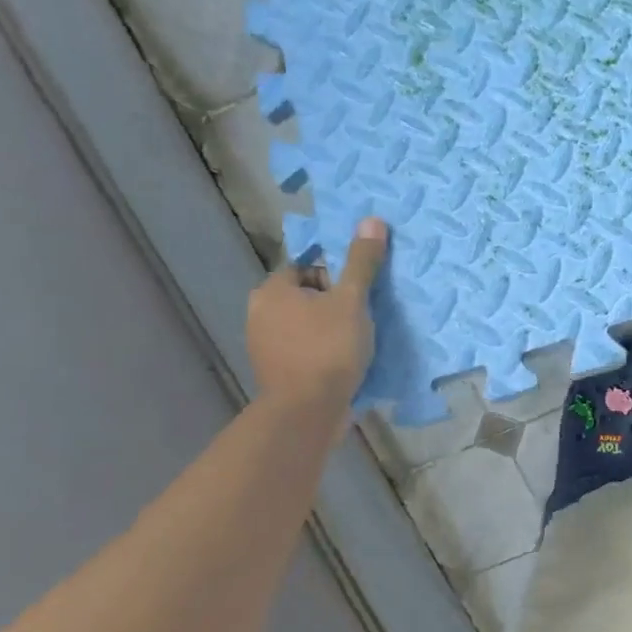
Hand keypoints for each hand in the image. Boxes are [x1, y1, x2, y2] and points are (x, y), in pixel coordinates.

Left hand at [246, 216, 388, 412]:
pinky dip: (323, 354)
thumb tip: (372, 220)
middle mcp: (259, 314)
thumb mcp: (352, 300)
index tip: (357, 296)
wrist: (307, 412)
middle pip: (307, 296)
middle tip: (361, 319)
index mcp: (272, 290)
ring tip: (357, 342)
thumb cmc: (327, 348)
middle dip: (334, 305)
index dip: (336, 278)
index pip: (307, 267)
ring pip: (306, 325)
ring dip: (330, 330)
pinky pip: (304, 351)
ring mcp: (264, 346)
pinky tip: (344, 365)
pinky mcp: (276, 374)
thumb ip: (361, 262)